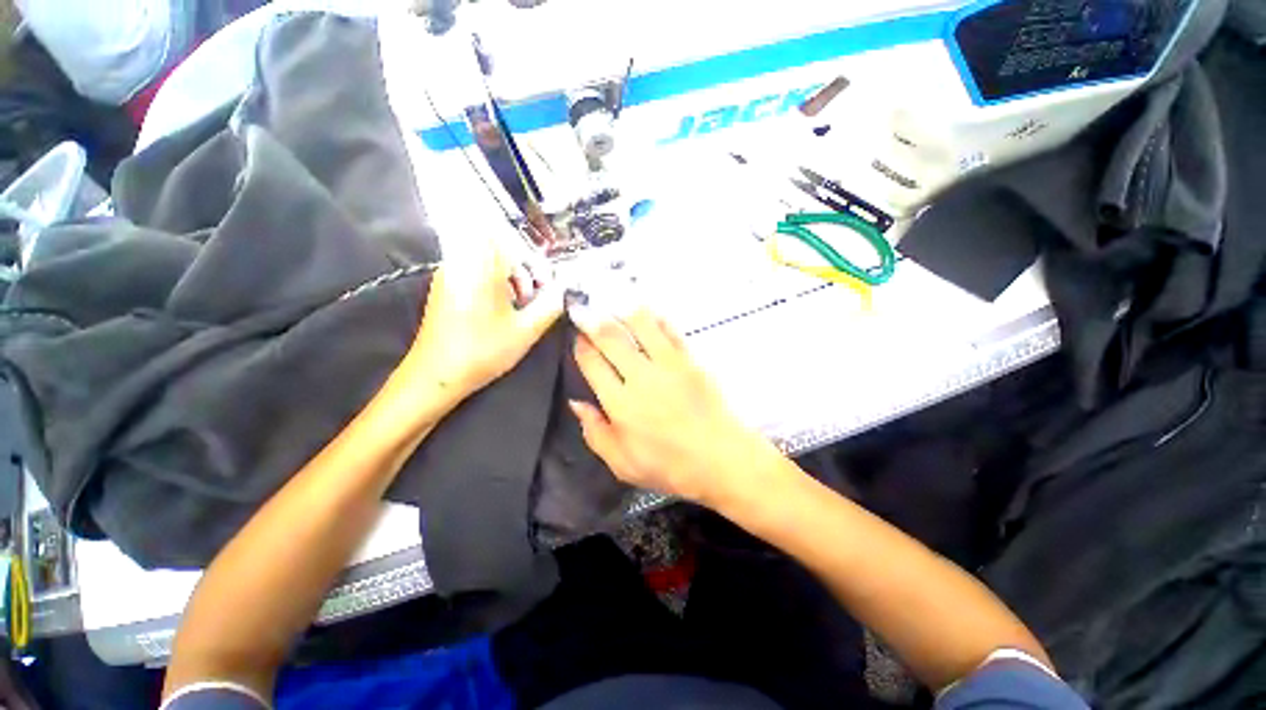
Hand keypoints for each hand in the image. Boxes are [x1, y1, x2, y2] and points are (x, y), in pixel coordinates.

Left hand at [401, 244, 562, 410]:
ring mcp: (450, 275)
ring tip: (522, 306)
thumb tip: (567, 288)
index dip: (530, 254)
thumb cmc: (483, 351)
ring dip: (511, 279)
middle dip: (524, 270)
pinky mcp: (447, 288)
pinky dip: (496, 285)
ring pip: (489, 262)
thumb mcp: (526, 330)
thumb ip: (551, 305)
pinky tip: (504, 310)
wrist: (436, 376)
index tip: (544, 278)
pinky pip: (477, 273)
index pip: (506, 236)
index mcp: (479, 267)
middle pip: (500, 249)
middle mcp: (461, 263)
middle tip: (535, 296)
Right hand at [569, 310, 782, 507]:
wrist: (722, 460)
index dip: (580, 346)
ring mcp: (669, 364)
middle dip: (592, 319)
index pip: (592, 364)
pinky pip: (670, 330)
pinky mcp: (691, 360)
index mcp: (620, 404)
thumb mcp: (622, 463)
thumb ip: (594, 432)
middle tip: (583, 307)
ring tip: (611, 298)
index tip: (577, 337)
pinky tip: (646, 310)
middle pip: (611, 337)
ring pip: (641, 324)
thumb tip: (576, 402)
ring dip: (622, 308)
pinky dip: (655, 317)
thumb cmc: (669, 467)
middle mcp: (641, 377)